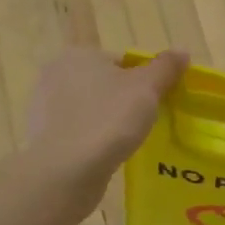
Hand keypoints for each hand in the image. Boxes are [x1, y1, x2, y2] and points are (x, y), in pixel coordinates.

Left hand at [27, 48, 188, 196]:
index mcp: (79, 55)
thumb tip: (182, 51)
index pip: (121, 60)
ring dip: (107, 120)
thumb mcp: (147, 88)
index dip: (143, 79)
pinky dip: (92, 139)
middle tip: (145, 120)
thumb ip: (166, 67)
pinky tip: (106, 155)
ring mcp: (44, 107)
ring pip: (90, 108)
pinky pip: (77, 131)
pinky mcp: (42, 137)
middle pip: (104, 83)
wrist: (65, 173)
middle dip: (124, 99)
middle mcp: (56, 74)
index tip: (155, 101)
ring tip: (127, 141)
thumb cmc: (108, 120)